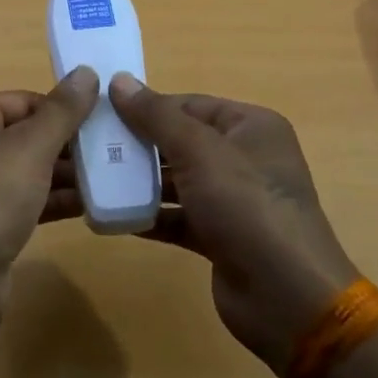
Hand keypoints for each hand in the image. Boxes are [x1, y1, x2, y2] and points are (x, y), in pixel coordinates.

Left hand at [0, 67, 98, 333]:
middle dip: (69, 144)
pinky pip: (26, 200)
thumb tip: (86, 72)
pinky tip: (92, 206)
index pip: (24, 101)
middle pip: (27, 134)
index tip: (104, 124)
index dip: (63, 110)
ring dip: (67, 174)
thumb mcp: (31, 147)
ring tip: (113, 177)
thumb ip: (62, 111)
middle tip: (115, 152)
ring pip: (29, 170)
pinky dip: (54, 200)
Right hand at [110, 73, 358, 374]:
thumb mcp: (199, 151)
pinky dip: (150, 215)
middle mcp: (245, 158)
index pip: (190, 104)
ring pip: (178, 180)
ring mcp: (234, 200)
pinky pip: (178, 217)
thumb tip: (119, 81)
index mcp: (251, 127)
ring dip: (140, 181)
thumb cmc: (246, 207)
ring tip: (94, 178)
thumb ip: (157, 116)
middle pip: (182, 141)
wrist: (286, 297)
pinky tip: (113, 215)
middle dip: (139, 144)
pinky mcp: (220, 237)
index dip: (148, 106)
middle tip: (91, 145)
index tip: (102, 111)